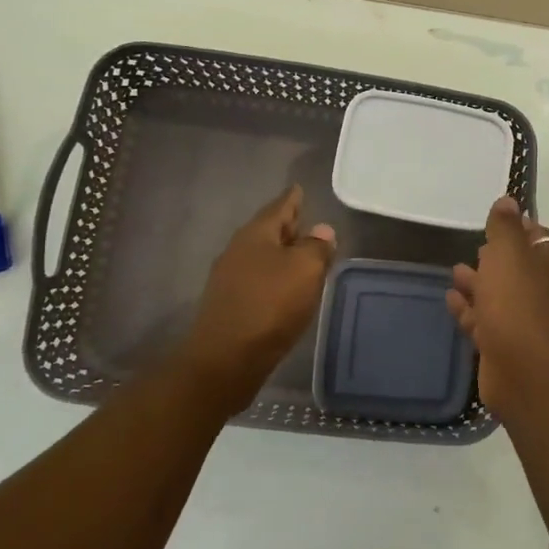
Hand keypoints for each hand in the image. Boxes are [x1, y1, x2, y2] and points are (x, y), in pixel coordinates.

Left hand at [176, 185, 335, 399]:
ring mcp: (230, 278)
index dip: (292, 199)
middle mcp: (238, 250)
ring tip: (302, 256)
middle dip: (288, 226)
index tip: (298, 188)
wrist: (226, 359)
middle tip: (306, 221)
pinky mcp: (230, 304)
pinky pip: (257, 279)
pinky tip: (285, 288)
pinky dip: (274, 276)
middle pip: (268, 231)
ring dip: (281, 254)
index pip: (279, 207)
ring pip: (262, 256)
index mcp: (256, 235)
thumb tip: (321, 231)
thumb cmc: (270, 305)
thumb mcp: (305, 270)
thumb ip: (317, 247)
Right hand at [446, 196, 548, 412]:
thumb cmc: (516, 300)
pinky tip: (450, 299)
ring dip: (478, 283)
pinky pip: (483, 321)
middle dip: (496, 258)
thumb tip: (508, 200)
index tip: (498, 221)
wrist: (522, 367)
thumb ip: (505, 227)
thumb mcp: (509, 253)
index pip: (539, 239)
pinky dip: (468, 309)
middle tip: (476, 246)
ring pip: (498, 296)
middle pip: (517, 269)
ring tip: (455, 271)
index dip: (520, 228)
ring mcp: (523, 322)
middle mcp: (540, 293)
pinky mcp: (503, 346)